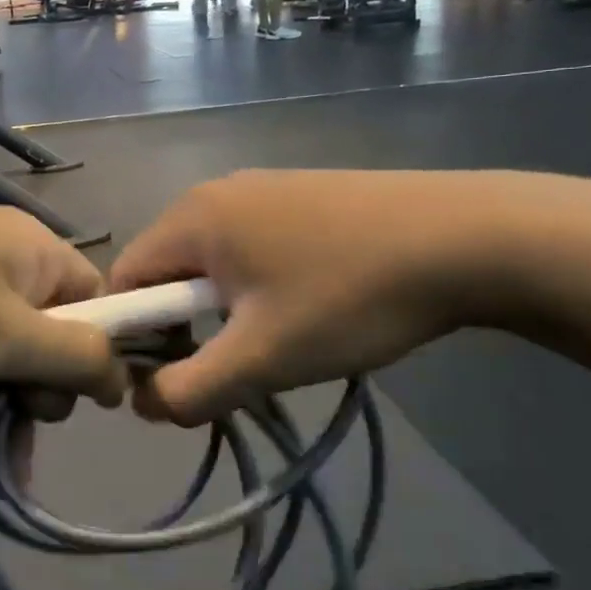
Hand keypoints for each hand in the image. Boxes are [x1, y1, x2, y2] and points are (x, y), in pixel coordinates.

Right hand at [107, 171, 505, 423]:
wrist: (466, 239)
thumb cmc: (349, 297)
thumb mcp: (262, 357)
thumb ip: (189, 389)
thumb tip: (142, 402)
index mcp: (192, 217)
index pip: (124, 279)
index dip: (132, 336)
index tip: (169, 379)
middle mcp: (215, 191)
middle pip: (166, 268)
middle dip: (181, 326)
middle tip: (228, 368)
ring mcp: (261, 187)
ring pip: (211, 260)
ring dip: (221, 309)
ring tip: (273, 342)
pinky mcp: (299, 194)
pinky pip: (248, 245)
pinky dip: (255, 284)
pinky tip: (306, 306)